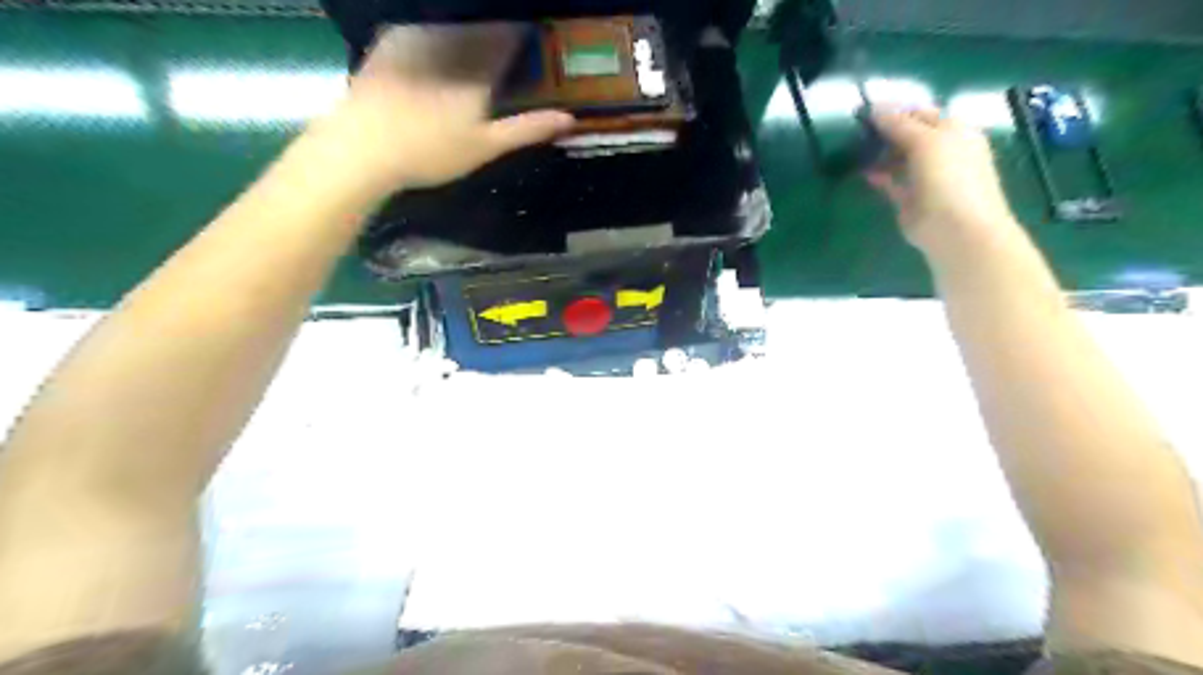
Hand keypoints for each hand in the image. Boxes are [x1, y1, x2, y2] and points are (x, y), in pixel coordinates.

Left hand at [308, 22, 572, 194]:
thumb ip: (527, 128)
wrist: (361, 146)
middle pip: (485, 25)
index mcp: (480, 65)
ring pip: (455, 23)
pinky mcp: (392, 37)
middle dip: (499, 34)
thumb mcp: (486, 146)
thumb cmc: (431, 150)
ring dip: (470, 31)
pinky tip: (440, 56)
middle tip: (507, 54)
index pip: (512, 35)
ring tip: (475, 55)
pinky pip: (426, 25)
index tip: (536, 46)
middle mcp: (452, 40)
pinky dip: (440, 33)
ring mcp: (418, 35)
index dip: (526, 37)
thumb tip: (570, 118)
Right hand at [871, 107, 1017, 257]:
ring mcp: (927, 177)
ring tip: (856, 151)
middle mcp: (942, 151)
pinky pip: (892, 182)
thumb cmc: (949, 178)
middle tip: (857, 132)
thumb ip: (899, 124)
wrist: (957, 229)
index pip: (921, 113)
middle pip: (909, 135)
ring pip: (899, 159)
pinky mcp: (911, 200)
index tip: (865, 113)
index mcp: (953, 130)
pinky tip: (864, 172)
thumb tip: (875, 108)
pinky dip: (879, 176)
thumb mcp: (925, 141)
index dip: (895, 110)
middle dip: (885, 132)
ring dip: (880, 154)